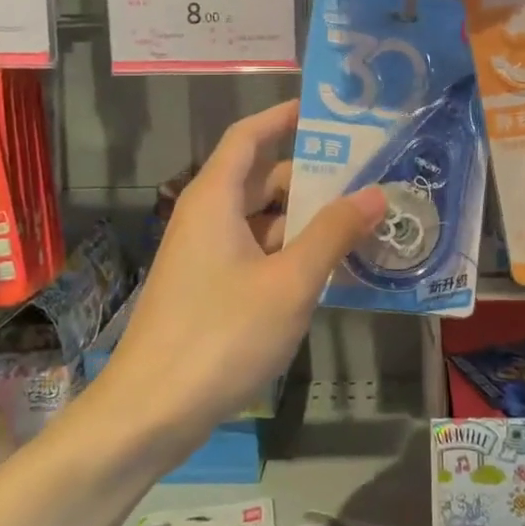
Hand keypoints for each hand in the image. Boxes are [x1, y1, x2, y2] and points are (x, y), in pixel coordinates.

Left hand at [97, 101, 386, 449]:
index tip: (324, 112)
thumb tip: (375, 192)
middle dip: (310, 175)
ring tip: (360, 221)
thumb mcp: (289, 282)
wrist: (149, 413)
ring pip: (261, 220)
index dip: (282, 117)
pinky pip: (255, 253)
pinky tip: (329, 269)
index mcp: (215, 198)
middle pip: (260, 178)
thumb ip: (333, 233)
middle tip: (365, 174)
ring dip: (305, 219)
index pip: (248, 136)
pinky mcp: (208, 289)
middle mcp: (206, 218)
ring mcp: (205, 256)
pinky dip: (290, 252)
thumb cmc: (220, 334)